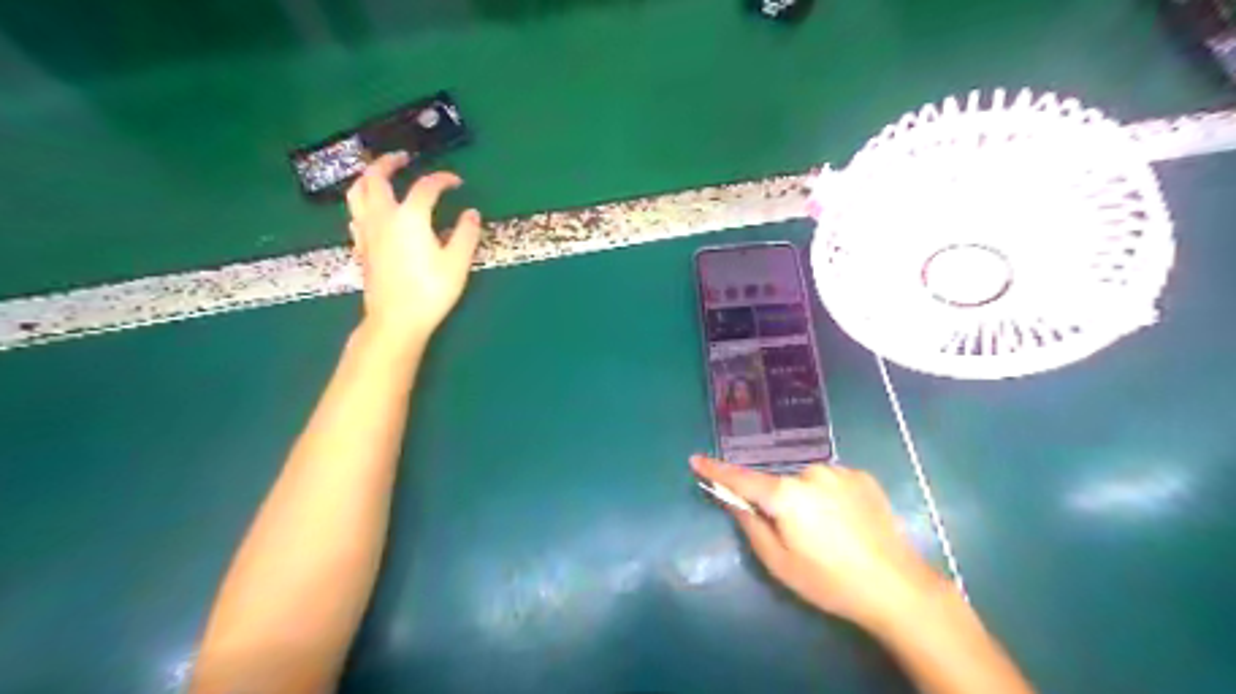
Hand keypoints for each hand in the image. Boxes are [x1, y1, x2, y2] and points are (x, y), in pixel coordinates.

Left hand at [349, 151, 485, 343]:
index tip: (456, 182)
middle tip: (403, 157)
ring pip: (357, 192)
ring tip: (380, 175)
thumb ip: (465, 235)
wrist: (395, 320)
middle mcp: (383, 217)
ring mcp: (367, 231)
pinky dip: (363, 202)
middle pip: (377, 178)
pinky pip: (355, 214)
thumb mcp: (457, 264)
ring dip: (368, 177)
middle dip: (389, 162)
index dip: (443, 179)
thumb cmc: (429, 291)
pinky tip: (372, 210)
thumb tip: (471, 214)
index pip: (426, 187)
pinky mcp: (361, 246)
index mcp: (410, 217)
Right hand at [690, 455, 941, 634]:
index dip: (716, 470)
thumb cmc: (829, 581)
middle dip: (777, 503)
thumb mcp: (779, 563)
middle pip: (779, 484)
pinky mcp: (862, 476)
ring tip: (828, 533)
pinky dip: (829, 496)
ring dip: (805, 499)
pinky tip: (846, 522)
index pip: (741, 478)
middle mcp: (810, 473)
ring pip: (806, 482)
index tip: (695, 459)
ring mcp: (839, 471)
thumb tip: (732, 499)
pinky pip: (831, 481)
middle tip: (797, 537)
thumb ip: (750, 524)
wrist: (897, 587)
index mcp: (786, 495)